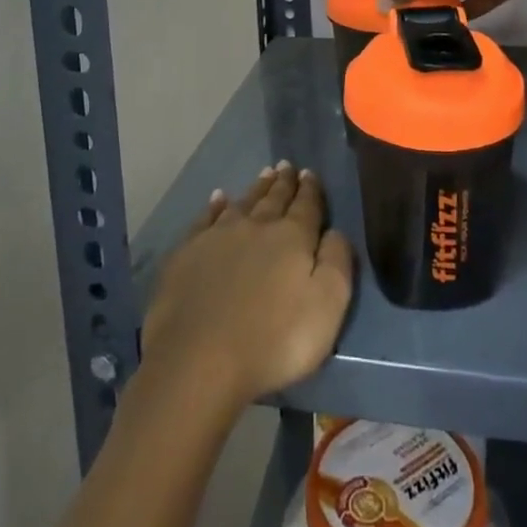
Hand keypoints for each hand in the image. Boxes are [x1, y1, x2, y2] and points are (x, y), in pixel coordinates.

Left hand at [141, 163, 354, 410]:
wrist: (199, 360)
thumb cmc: (273, 340)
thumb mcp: (326, 307)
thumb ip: (337, 263)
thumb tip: (336, 231)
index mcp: (292, 237)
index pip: (306, 205)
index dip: (310, 189)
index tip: (309, 173)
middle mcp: (256, 226)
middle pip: (273, 198)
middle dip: (283, 182)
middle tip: (286, 166)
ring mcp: (218, 236)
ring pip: (243, 203)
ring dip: (256, 188)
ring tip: (264, 174)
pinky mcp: (188, 252)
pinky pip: (206, 218)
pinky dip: (215, 205)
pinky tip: (218, 198)